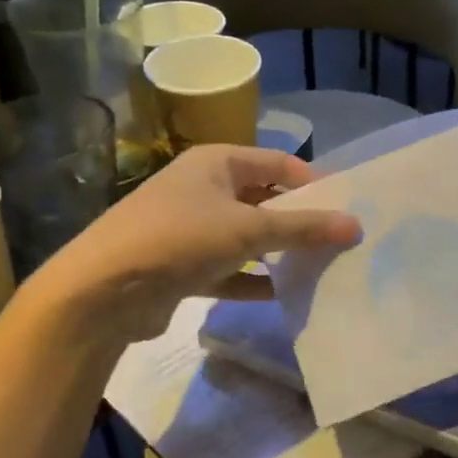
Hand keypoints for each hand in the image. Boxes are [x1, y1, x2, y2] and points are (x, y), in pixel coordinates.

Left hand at [25, 146, 360, 345]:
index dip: (314, 182)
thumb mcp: (249, 229)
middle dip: (299, 219)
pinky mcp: (183, 266)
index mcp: (217, 163)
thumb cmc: (179, 239)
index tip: (346, 208)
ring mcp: (191, 228)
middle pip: (265, 199)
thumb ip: (304, 228)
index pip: (279, 163)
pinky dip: (254, 279)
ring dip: (278, 252)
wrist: (101, 293)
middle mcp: (203, 188)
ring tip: (320, 267)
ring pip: (248, 237)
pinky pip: (230, 268)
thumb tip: (356, 225)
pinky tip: (283, 294)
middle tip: (339, 240)